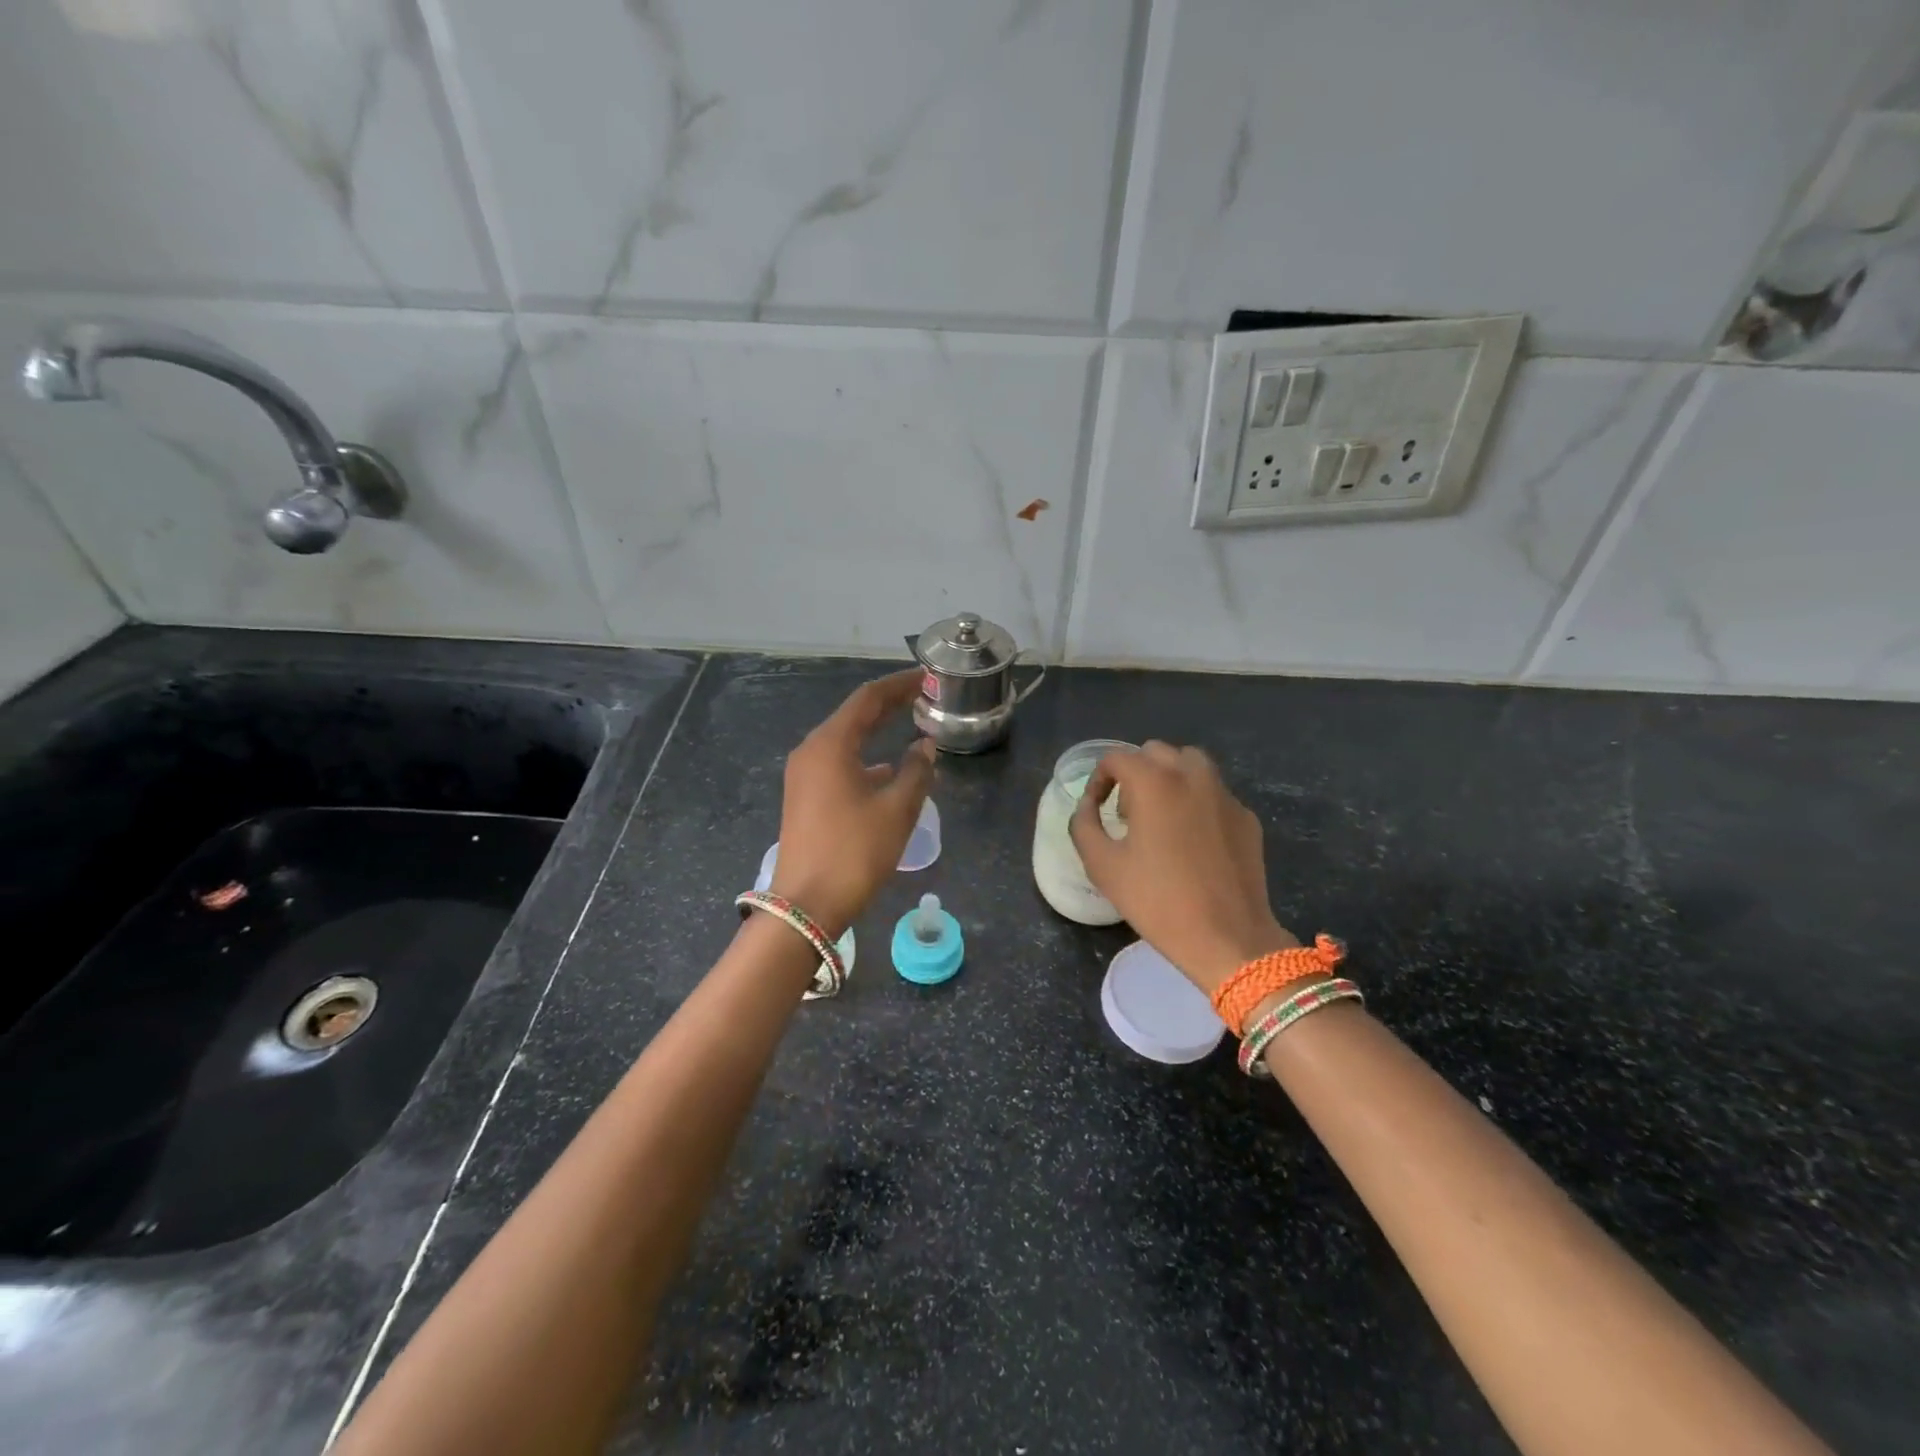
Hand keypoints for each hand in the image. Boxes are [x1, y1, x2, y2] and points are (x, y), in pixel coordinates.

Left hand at [770, 670, 936, 936]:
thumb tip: (925, 746)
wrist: (805, 905)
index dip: (899, 685)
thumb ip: (917, 771)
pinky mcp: (804, 798)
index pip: (868, 699)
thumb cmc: (854, 852)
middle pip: (853, 716)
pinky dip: (864, 757)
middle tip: (922, 695)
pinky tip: (886, 770)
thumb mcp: (897, 810)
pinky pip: (837, 763)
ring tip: (908, 724)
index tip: (926, 676)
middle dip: (888, 704)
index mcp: (830, 745)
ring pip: (845, 740)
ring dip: (875, 731)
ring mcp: (803, 776)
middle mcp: (811, 752)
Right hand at [1069, 741, 1296, 994]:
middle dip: (1135, 774)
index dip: (1098, 779)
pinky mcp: (1246, 817)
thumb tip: (1088, 806)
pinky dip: (1197, 803)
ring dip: (1169, 779)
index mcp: (1155, 782)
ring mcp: (1225, 795)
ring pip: (1191, 765)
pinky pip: (1214, 794)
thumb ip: (1084, 825)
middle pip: (1155, 752)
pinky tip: (1193, 842)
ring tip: (1161, 818)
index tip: (1097, 809)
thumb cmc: (1158, 901)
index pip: (1117, 758)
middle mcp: (1192, 776)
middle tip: (1127, 814)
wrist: (1228, 937)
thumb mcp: (1102, 865)